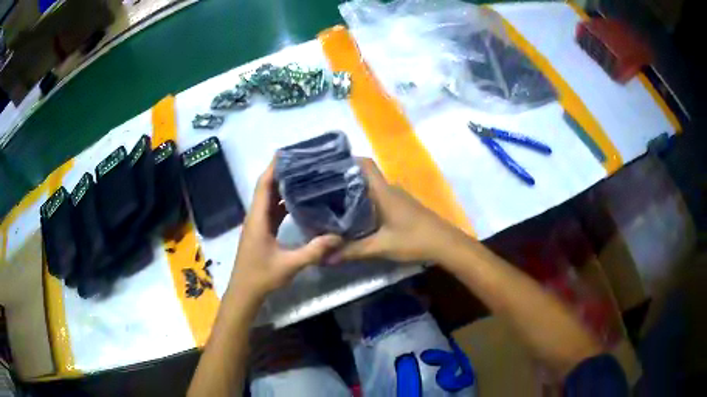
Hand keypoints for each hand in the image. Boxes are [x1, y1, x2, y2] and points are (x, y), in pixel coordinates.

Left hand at [229, 158, 342, 300]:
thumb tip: (338, 236)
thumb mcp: (289, 265)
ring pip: (270, 199)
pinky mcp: (262, 232)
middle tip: (304, 162)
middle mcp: (256, 216)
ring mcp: (258, 224)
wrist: (245, 292)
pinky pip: (273, 211)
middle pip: (267, 187)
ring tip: (305, 176)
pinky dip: (284, 202)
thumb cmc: (261, 276)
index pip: (264, 185)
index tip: (289, 152)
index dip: (274, 167)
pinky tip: (300, 201)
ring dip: (283, 186)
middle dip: (282, 172)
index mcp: (258, 218)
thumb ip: (313, 251)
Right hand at [327, 158, 458, 263]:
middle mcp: (390, 189)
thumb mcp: (381, 247)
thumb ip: (353, 251)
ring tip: (333, 203)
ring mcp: (398, 197)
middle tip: (321, 190)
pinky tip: (356, 216)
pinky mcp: (403, 207)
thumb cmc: (414, 239)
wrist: (445, 244)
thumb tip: (326, 258)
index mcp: (383, 191)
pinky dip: (366, 203)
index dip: (347, 160)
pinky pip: (380, 198)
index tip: (327, 167)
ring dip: (355, 193)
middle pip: (364, 176)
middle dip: (344, 180)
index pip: (364, 164)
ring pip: (372, 189)